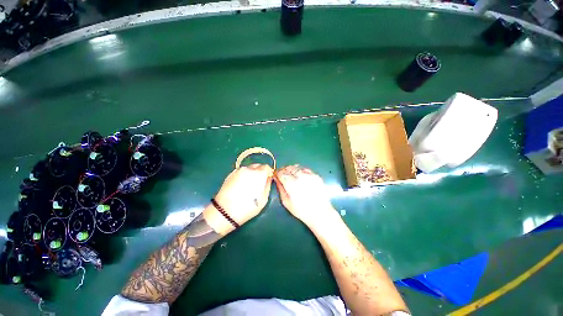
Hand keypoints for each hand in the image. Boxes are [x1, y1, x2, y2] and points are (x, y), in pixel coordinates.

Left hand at [204, 164, 273, 234]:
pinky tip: (242, 185)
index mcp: (258, 174)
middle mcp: (248, 169)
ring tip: (250, 184)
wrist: (224, 212)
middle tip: (260, 181)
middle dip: (261, 171)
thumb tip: (268, 179)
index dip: (269, 172)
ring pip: (249, 168)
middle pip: (258, 166)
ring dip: (252, 173)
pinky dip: (244, 175)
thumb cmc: (248, 207)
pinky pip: (241, 172)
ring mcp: (238, 171)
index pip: (267, 167)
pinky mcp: (230, 174)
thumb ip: (268, 186)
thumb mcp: (264, 199)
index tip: (269, 178)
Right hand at [274, 165, 334, 226]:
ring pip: (296, 167)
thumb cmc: (301, 210)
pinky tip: (300, 176)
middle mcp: (300, 176)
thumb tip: (276, 179)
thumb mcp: (286, 202)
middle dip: (284, 170)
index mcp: (291, 184)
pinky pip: (305, 169)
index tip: (276, 175)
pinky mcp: (315, 175)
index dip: (277, 173)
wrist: (320, 213)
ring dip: (291, 169)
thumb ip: (280, 188)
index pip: (281, 172)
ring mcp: (309, 175)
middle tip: (282, 175)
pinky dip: (300, 170)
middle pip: (288, 168)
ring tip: (290, 175)